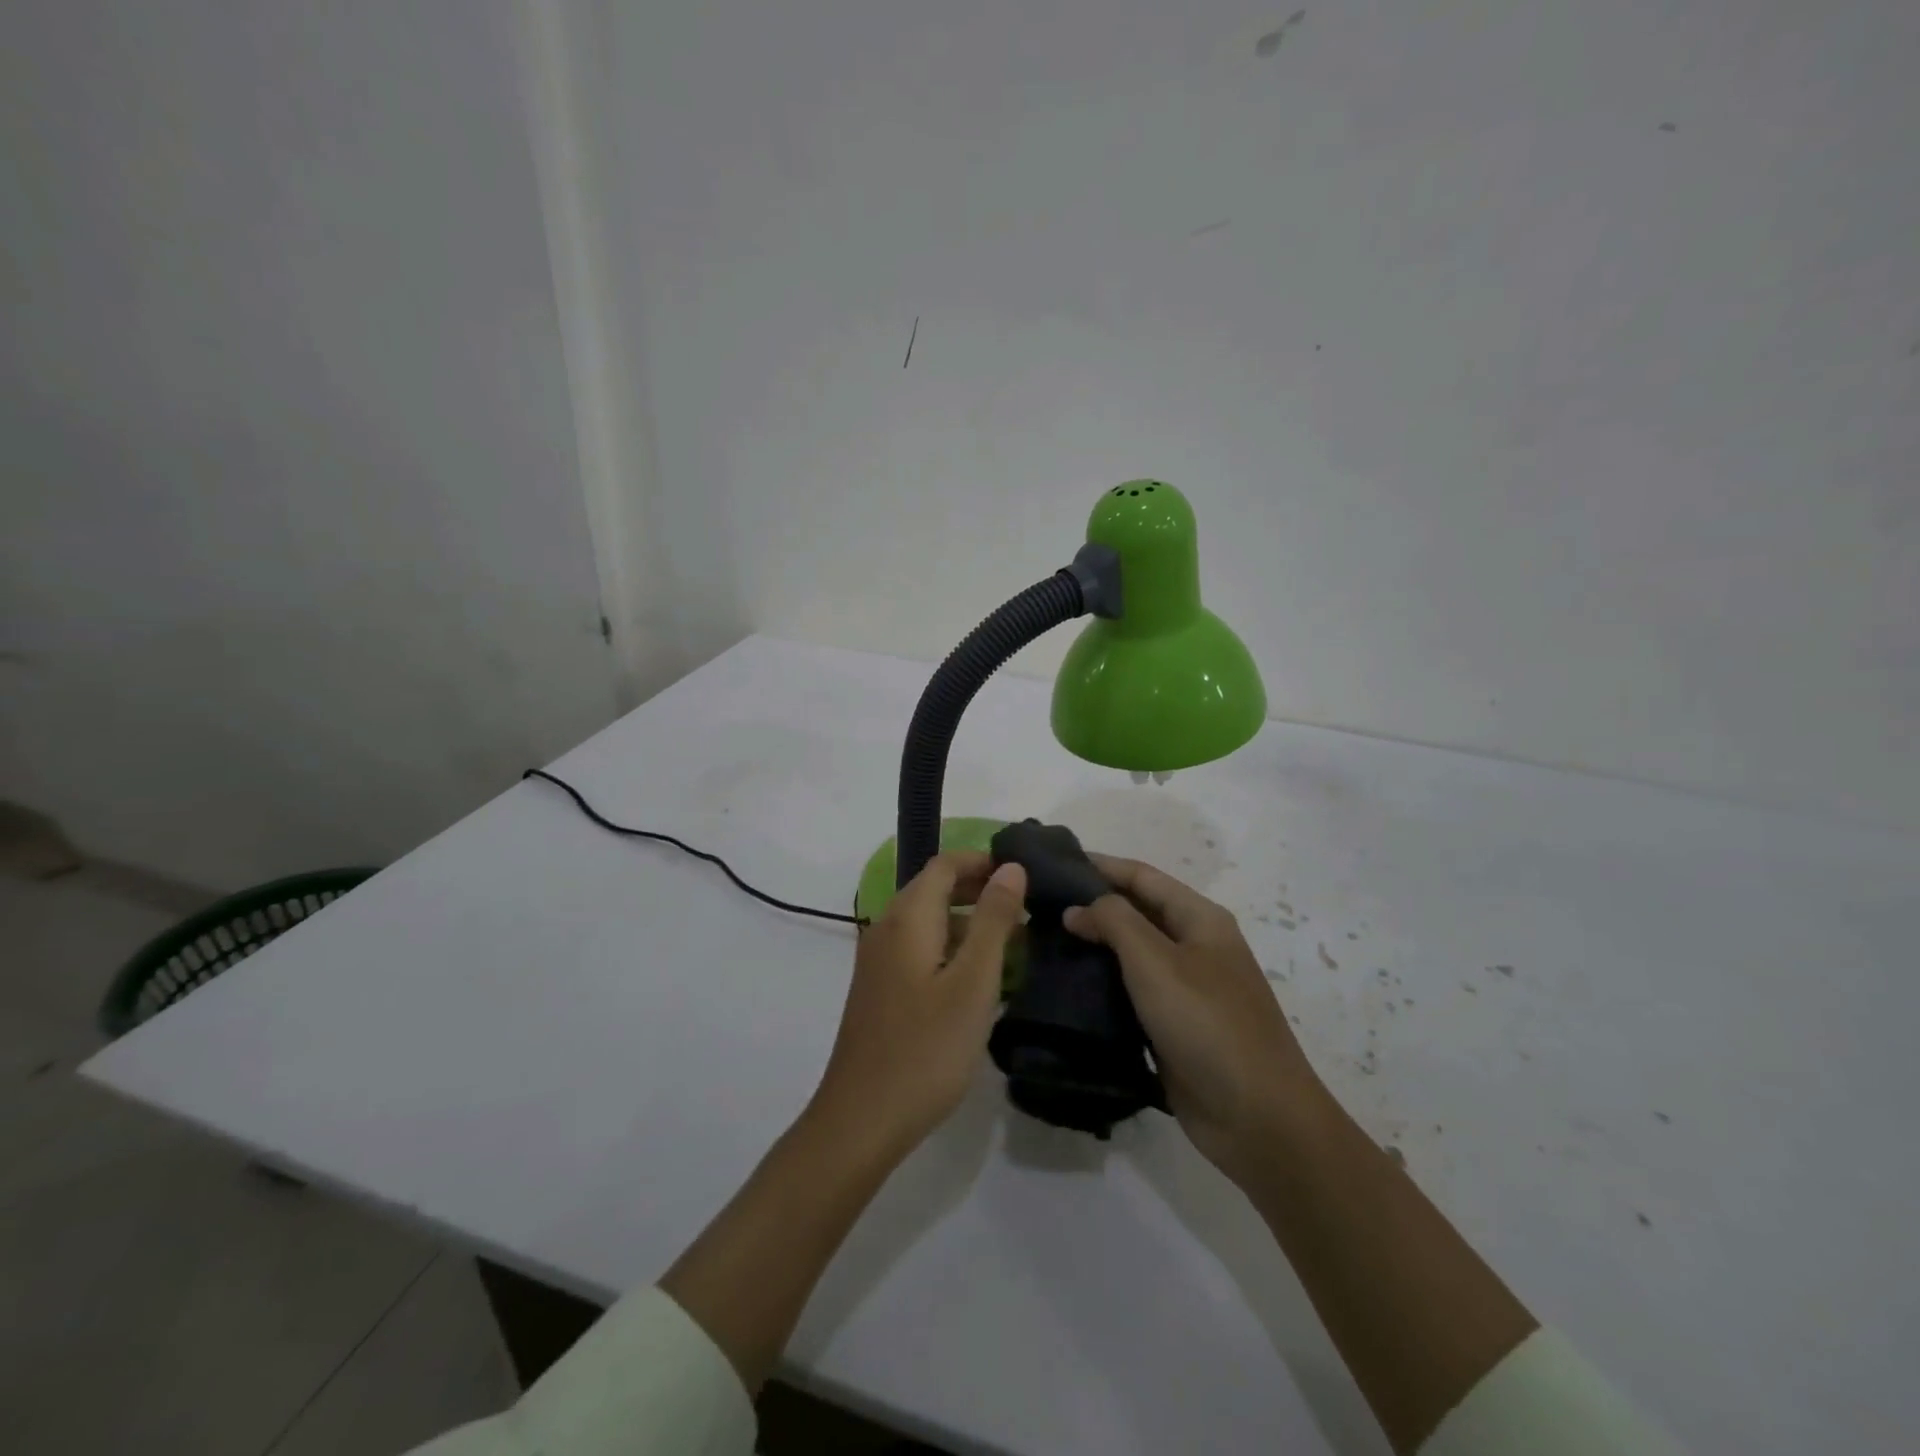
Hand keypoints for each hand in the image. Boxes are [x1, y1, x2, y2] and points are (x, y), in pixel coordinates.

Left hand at [812, 851, 1027, 1161]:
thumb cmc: (926, 1049)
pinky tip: (979, 976)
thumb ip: (993, 920)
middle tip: (1026, 906)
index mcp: (907, 919)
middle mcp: (886, 928)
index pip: (944, 864)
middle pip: (933, 888)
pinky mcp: (880, 989)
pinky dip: (951, 946)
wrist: (862, 1120)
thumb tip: (1010, 867)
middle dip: (978, 888)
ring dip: (968, 920)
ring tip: (1014, 940)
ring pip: (927, 920)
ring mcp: (879, 961)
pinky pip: (919, 948)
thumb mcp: (973, 982)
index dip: (983, 861)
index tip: (1024, 874)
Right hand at [1064, 857, 1324, 1186]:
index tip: (1052, 864)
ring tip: (1044, 941)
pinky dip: (1103, 984)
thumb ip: (1114, 921)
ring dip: (1094, 945)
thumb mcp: (1156, 961)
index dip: (1099, 865)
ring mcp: (1187, 988)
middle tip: (1039, 905)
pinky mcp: (1175, 1026)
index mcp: (1200, 919)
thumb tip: (1077, 908)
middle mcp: (1195, 946)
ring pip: (1132, 954)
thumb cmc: (1207, 1024)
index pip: (1142, 876)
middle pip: (1137, 911)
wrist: (1259, 1118)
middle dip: (1092, 904)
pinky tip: (1068, 986)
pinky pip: (1132, 992)